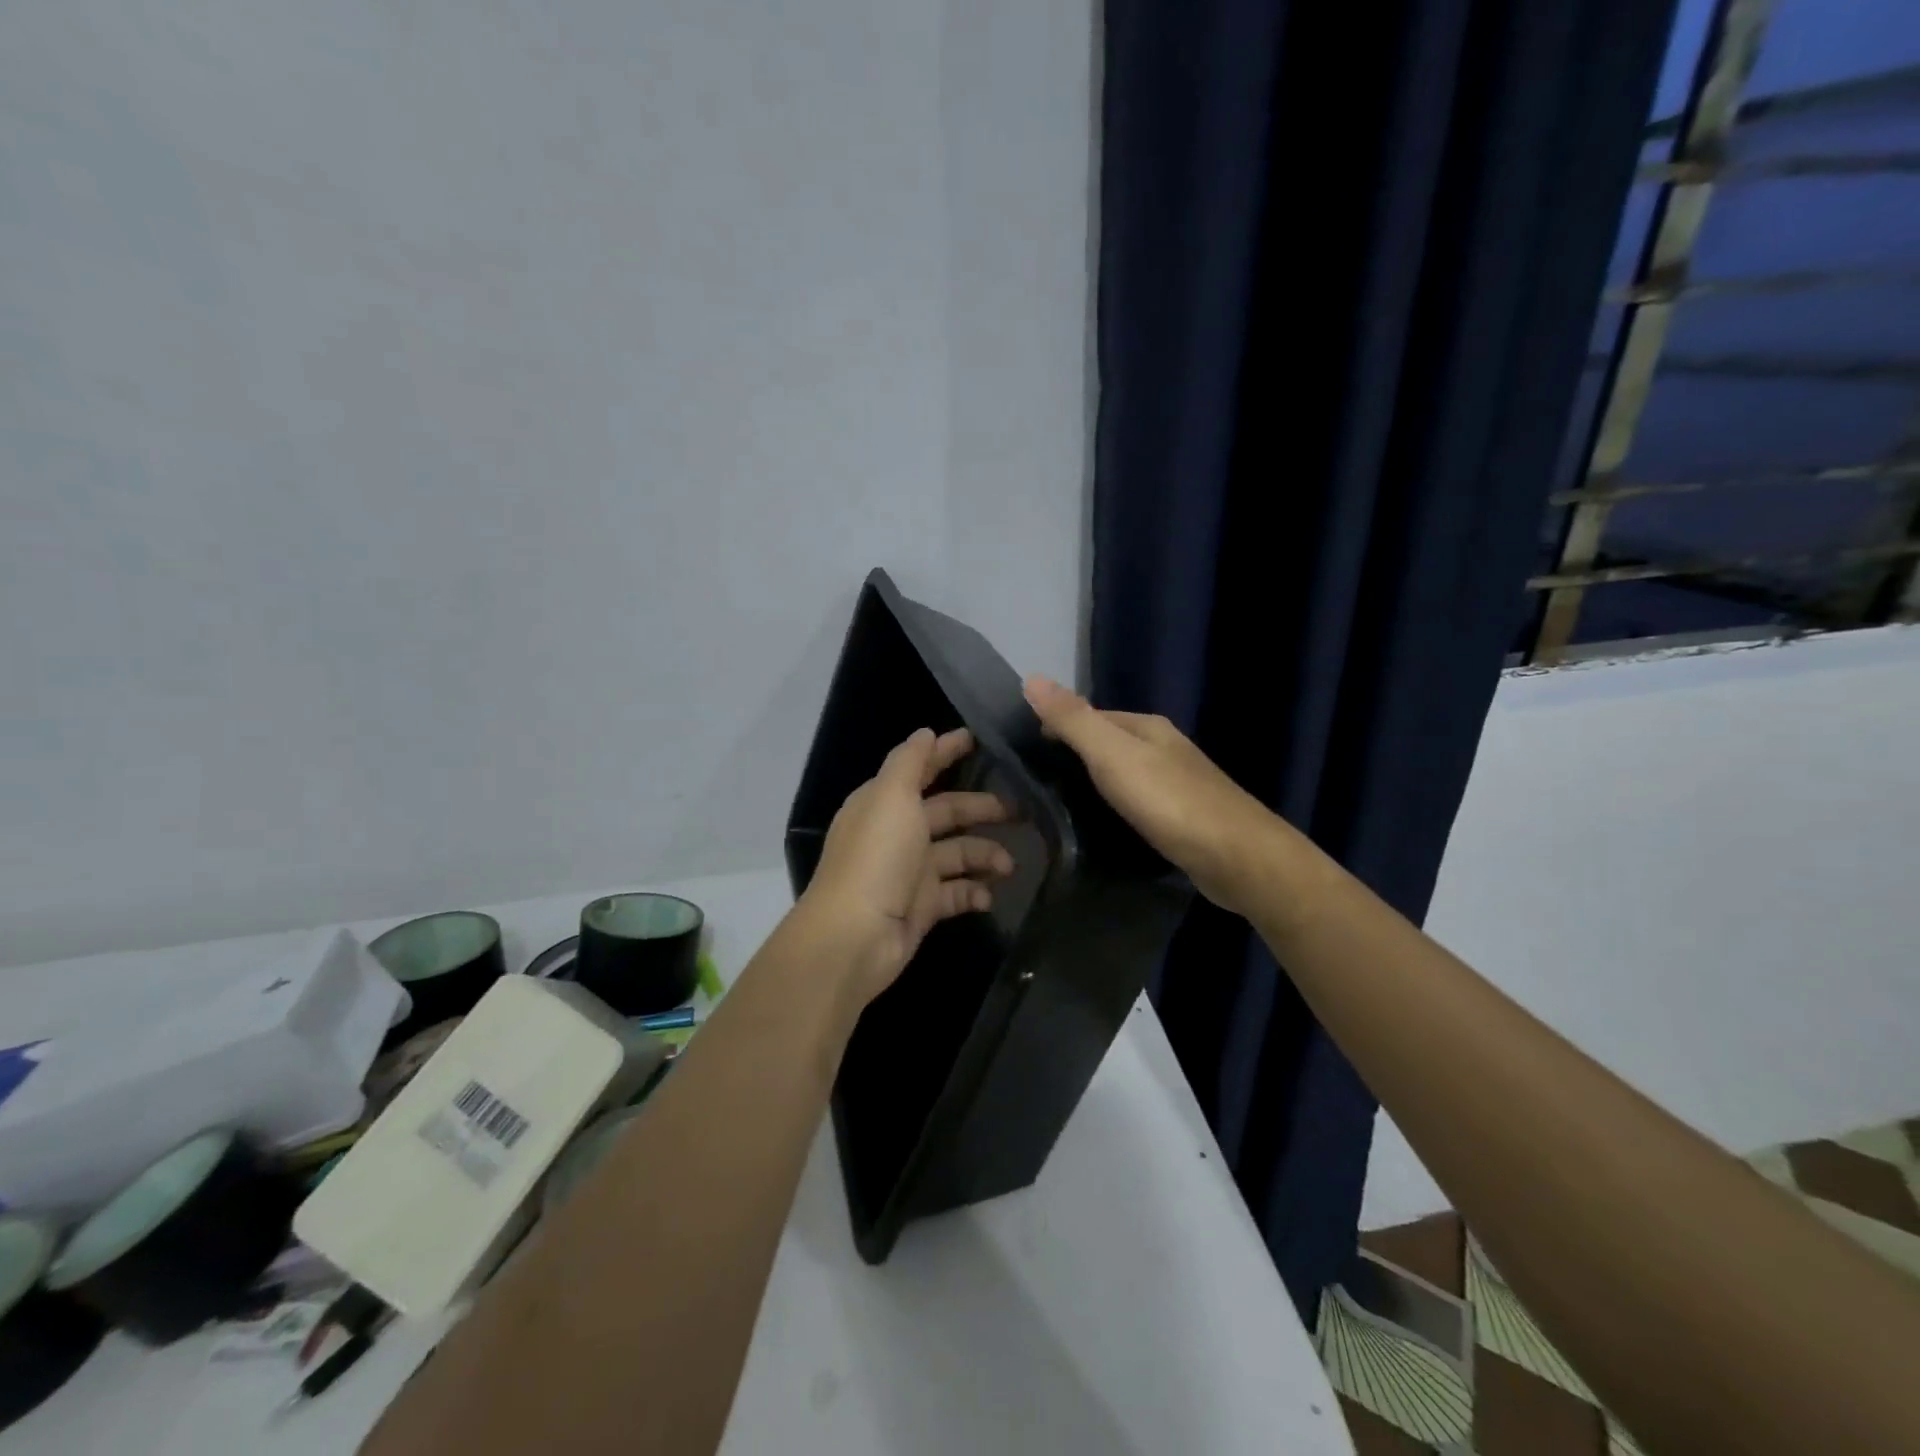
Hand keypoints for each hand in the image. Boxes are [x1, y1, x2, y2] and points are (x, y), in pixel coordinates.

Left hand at [799, 727, 1013, 1006]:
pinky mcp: (922, 907)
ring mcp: (910, 872)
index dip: (946, 753)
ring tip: (1009, 865)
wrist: (856, 937)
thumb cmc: (876, 858)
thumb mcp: (891, 797)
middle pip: (947, 812)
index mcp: (884, 802)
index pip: (920, 769)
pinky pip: (957, 893)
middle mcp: (897, 833)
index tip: (979, 740)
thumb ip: (910, 762)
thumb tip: (926, 732)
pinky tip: (988, 896)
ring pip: (957, 853)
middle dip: (982, 809)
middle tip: (1021, 811)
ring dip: (985, 855)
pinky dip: (974, 892)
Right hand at [1022, 676, 1278, 915]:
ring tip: (1061, 806)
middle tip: (1037, 785)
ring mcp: (1179, 784)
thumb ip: (1073, 720)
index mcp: (1148, 727)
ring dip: (1096, 784)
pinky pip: (1139, 803)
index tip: (1026, 753)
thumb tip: (1031, 678)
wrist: (1237, 857)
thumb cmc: (1169, 801)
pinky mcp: (1184, 818)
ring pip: (1125, 774)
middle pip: (1109, 744)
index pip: (1092, 716)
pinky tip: (1105, 826)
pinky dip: (1117, 807)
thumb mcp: (1112, 755)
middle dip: (1076, 757)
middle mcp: (1165, 748)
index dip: (1058, 728)